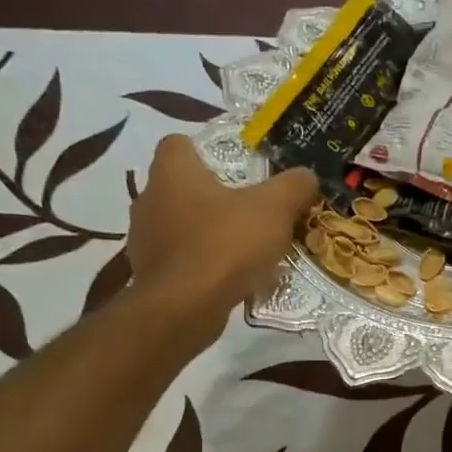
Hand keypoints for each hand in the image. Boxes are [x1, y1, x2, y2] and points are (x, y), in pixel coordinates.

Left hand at [126, 135, 317, 345]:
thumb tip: (306, 175)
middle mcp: (149, 198)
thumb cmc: (226, 245)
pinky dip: (203, 262)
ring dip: (208, 231)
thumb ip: (294, 186)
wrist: (185, 307)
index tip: (237, 168)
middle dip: (214, 195)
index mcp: (173, 172)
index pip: (179, 143)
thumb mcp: (275, 209)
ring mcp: (145, 238)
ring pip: (181, 223)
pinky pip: (181, 257)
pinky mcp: (150, 272)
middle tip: (250, 209)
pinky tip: (229, 276)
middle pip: (183, 186)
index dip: (207, 151)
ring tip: (244, 247)